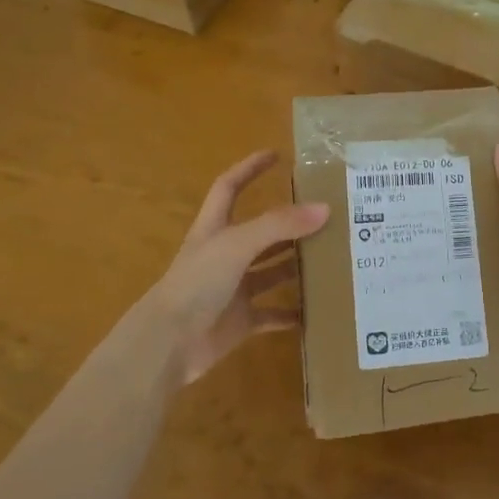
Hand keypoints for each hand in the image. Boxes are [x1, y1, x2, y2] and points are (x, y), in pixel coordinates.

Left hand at [142, 151, 328, 383]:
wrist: (168, 344)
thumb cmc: (196, 284)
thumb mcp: (237, 245)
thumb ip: (279, 225)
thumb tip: (324, 208)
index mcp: (215, 229)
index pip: (230, 187)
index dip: (249, 168)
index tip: (276, 155)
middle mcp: (224, 255)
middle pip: (260, 231)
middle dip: (288, 222)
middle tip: (325, 213)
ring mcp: (232, 289)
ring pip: (270, 271)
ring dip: (295, 265)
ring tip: (330, 257)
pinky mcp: (240, 321)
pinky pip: (272, 314)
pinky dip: (292, 313)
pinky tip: (317, 310)